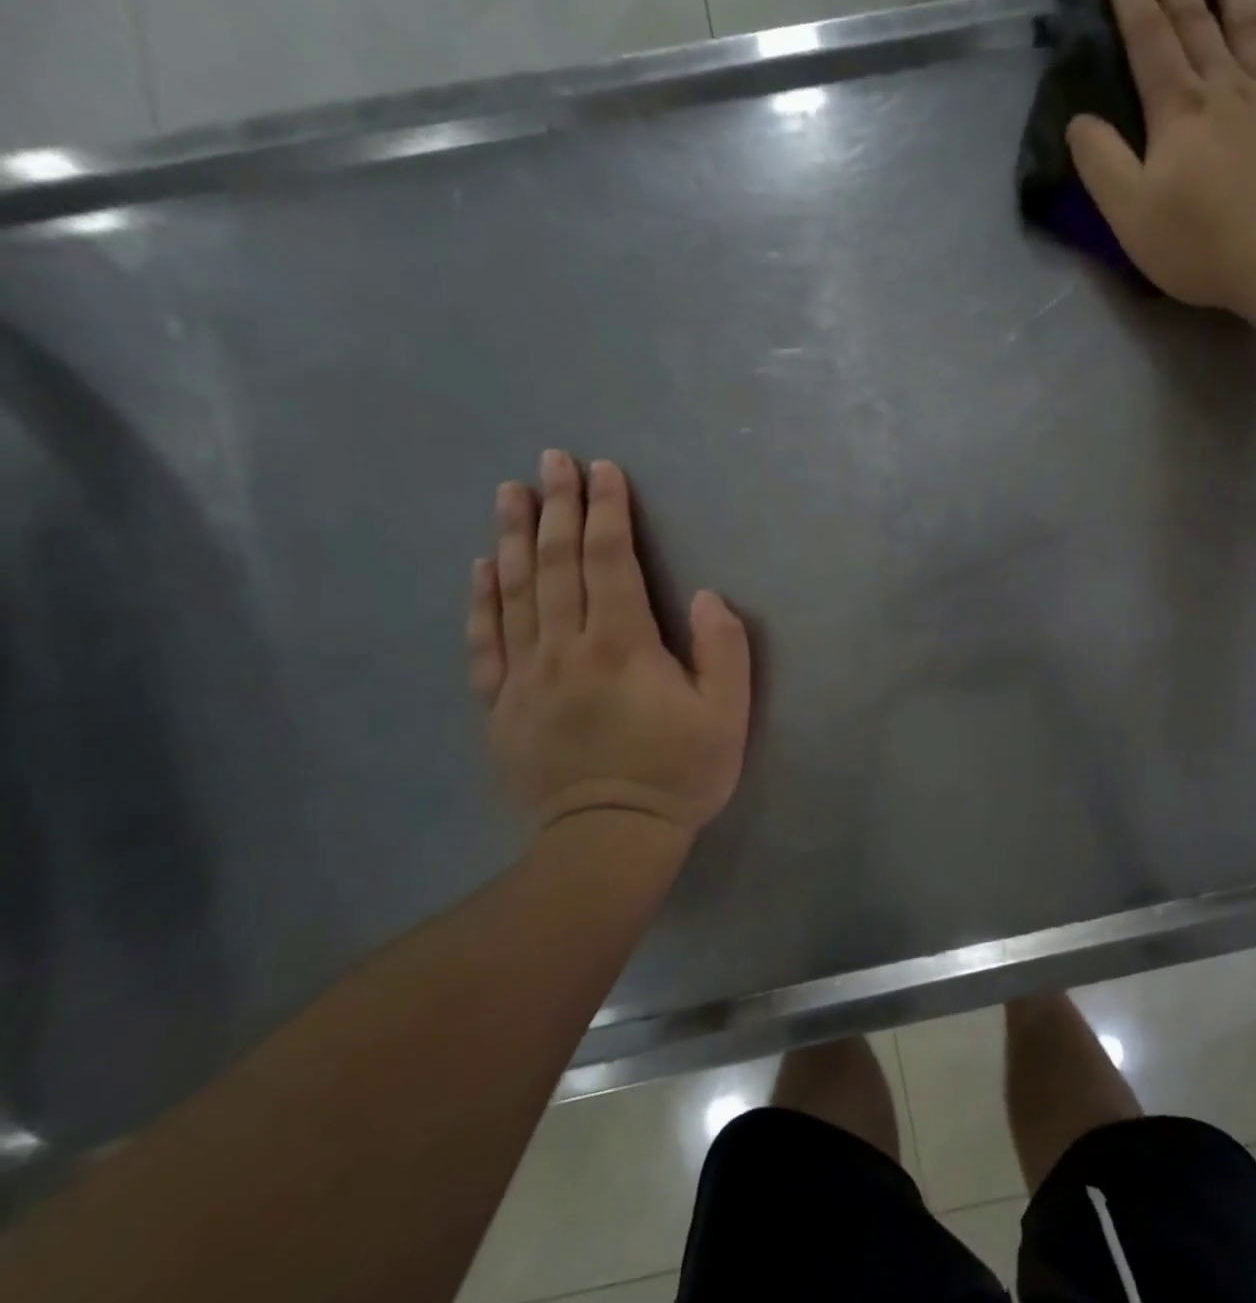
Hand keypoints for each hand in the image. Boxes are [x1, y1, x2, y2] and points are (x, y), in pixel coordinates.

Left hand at [468, 452, 750, 839]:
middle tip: (552, 460)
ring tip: (511, 492)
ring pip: (514, 592)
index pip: (609, 561)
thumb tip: (705, 594)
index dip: (607, 511)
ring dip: (512, 537)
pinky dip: (481, 599)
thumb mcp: (727, 714)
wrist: (609, 841)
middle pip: (555, 564)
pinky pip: (485, 642)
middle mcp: (565, 648)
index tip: (603, 470)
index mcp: (622, 646)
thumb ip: (723, 648)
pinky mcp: (501, 705)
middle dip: (556, 506)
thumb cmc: (679, 773)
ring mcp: (525, 676)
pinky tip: (480, 566)